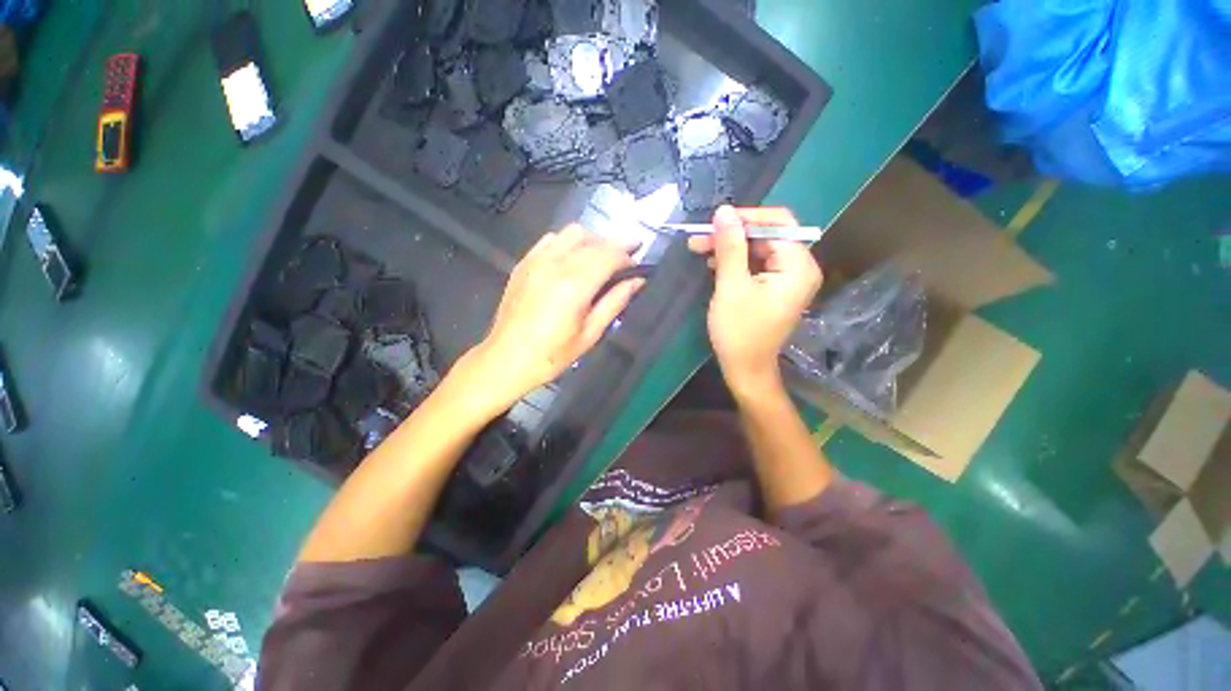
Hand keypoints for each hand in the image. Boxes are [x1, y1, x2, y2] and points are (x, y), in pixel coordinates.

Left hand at [464, 224, 643, 406]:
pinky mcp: (524, 263)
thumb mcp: (590, 334)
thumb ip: (615, 302)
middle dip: (615, 245)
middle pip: (593, 240)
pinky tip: (572, 259)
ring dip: (592, 241)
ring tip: (600, 259)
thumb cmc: (552, 354)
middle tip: (626, 261)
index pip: (609, 255)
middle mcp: (555, 264)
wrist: (506, 359)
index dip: (628, 256)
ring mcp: (536, 260)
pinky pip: (550, 239)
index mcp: (574, 285)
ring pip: (572, 233)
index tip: (637, 266)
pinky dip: (568, 243)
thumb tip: (637, 282)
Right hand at [688, 206, 822, 396]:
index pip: (778, 223)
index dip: (746, 217)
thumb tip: (724, 211)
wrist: (745, 369)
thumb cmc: (739, 331)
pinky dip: (734, 261)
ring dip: (729, 247)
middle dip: (732, 234)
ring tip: (699, 247)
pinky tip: (713, 262)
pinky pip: (755, 264)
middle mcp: (799, 267)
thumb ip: (730, 246)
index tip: (715, 220)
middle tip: (700, 237)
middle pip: (766, 236)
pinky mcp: (774, 288)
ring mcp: (787, 278)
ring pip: (757, 249)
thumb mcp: (731, 286)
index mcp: (798, 266)